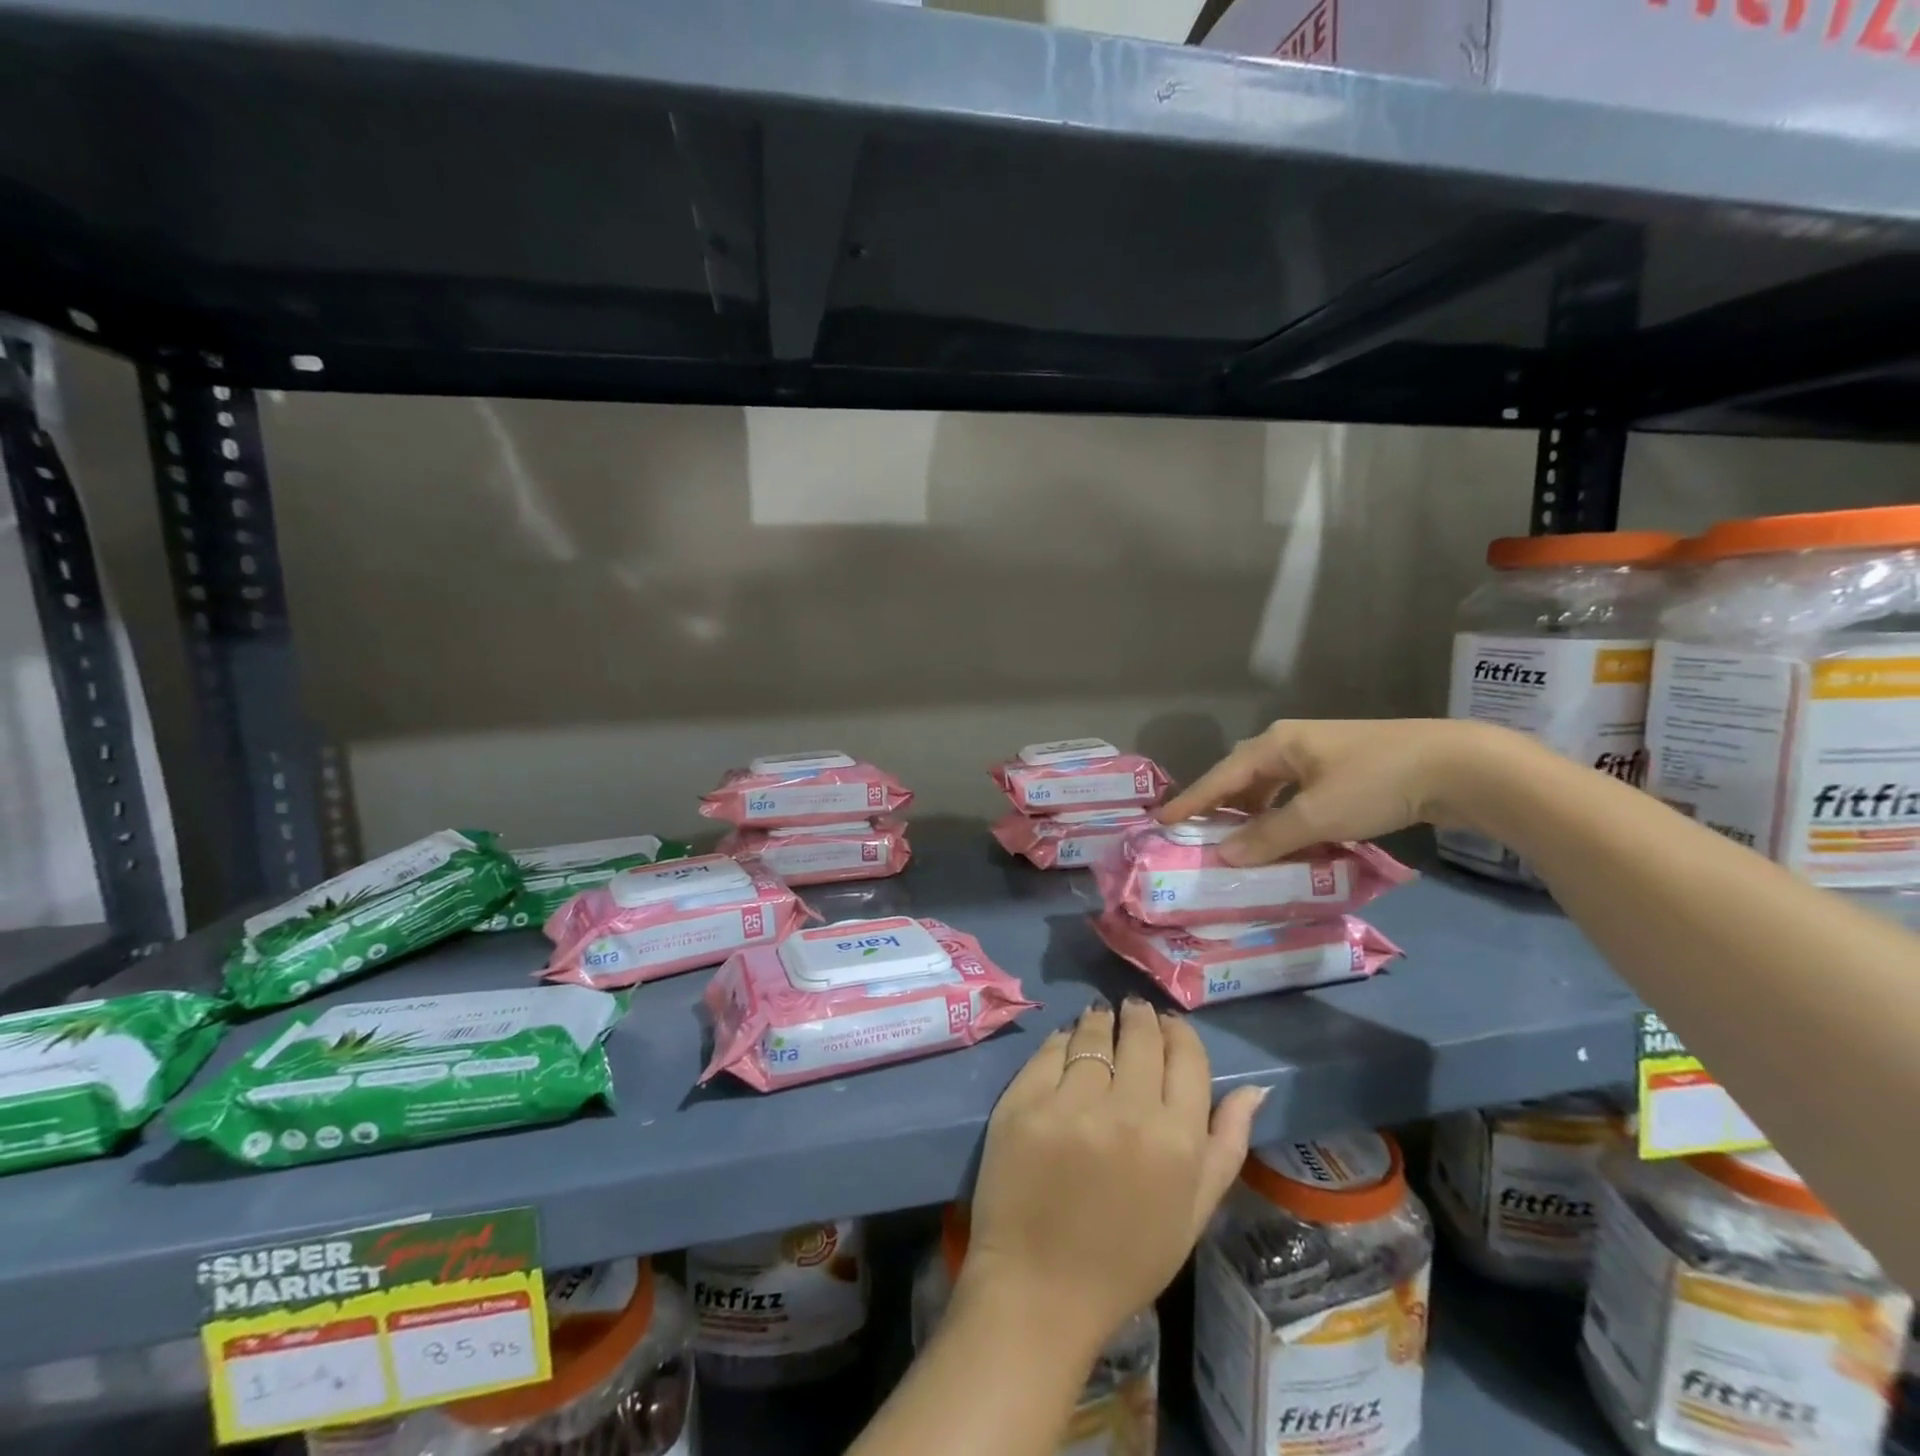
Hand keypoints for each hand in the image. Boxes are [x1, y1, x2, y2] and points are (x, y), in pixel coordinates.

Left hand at [959, 1000, 1266, 1355]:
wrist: (1040, 1289)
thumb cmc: (1126, 1259)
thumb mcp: (1193, 1213)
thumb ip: (1226, 1146)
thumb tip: (1254, 1088)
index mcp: (1176, 1141)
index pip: (1186, 1056)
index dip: (1178, 1032)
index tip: (1169, 1024)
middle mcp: (1126, 1111)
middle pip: (1139, 1035)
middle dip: (1140, 1016)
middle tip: (1134, 1012)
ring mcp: (1070, 1103)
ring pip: (1093, 1033)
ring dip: (1101, 1020)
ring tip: (1101, 1018)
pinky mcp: (1024, 1101)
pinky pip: (1051, 1049)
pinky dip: (1063, 1040)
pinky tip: (1067, 1041)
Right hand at [1156, 717, 1499, 865]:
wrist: (1459, 766)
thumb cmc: (1376, 783)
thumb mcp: (1317, 814)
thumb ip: (1269, 836)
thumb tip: (1225, 856)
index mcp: (1277, 743)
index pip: (1221, 775)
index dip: (1191, 800)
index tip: (1161, 819)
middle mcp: (1294, 742)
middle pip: (1244, 776)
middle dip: (1222, 805)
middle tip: (1200, 833)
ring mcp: (1323, 754)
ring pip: (1274, 786)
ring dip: (1256, 814)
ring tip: (1241, 841)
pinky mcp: (1349, 769)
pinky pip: (1300, 794)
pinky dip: (1286, 815)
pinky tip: (1289, 836)